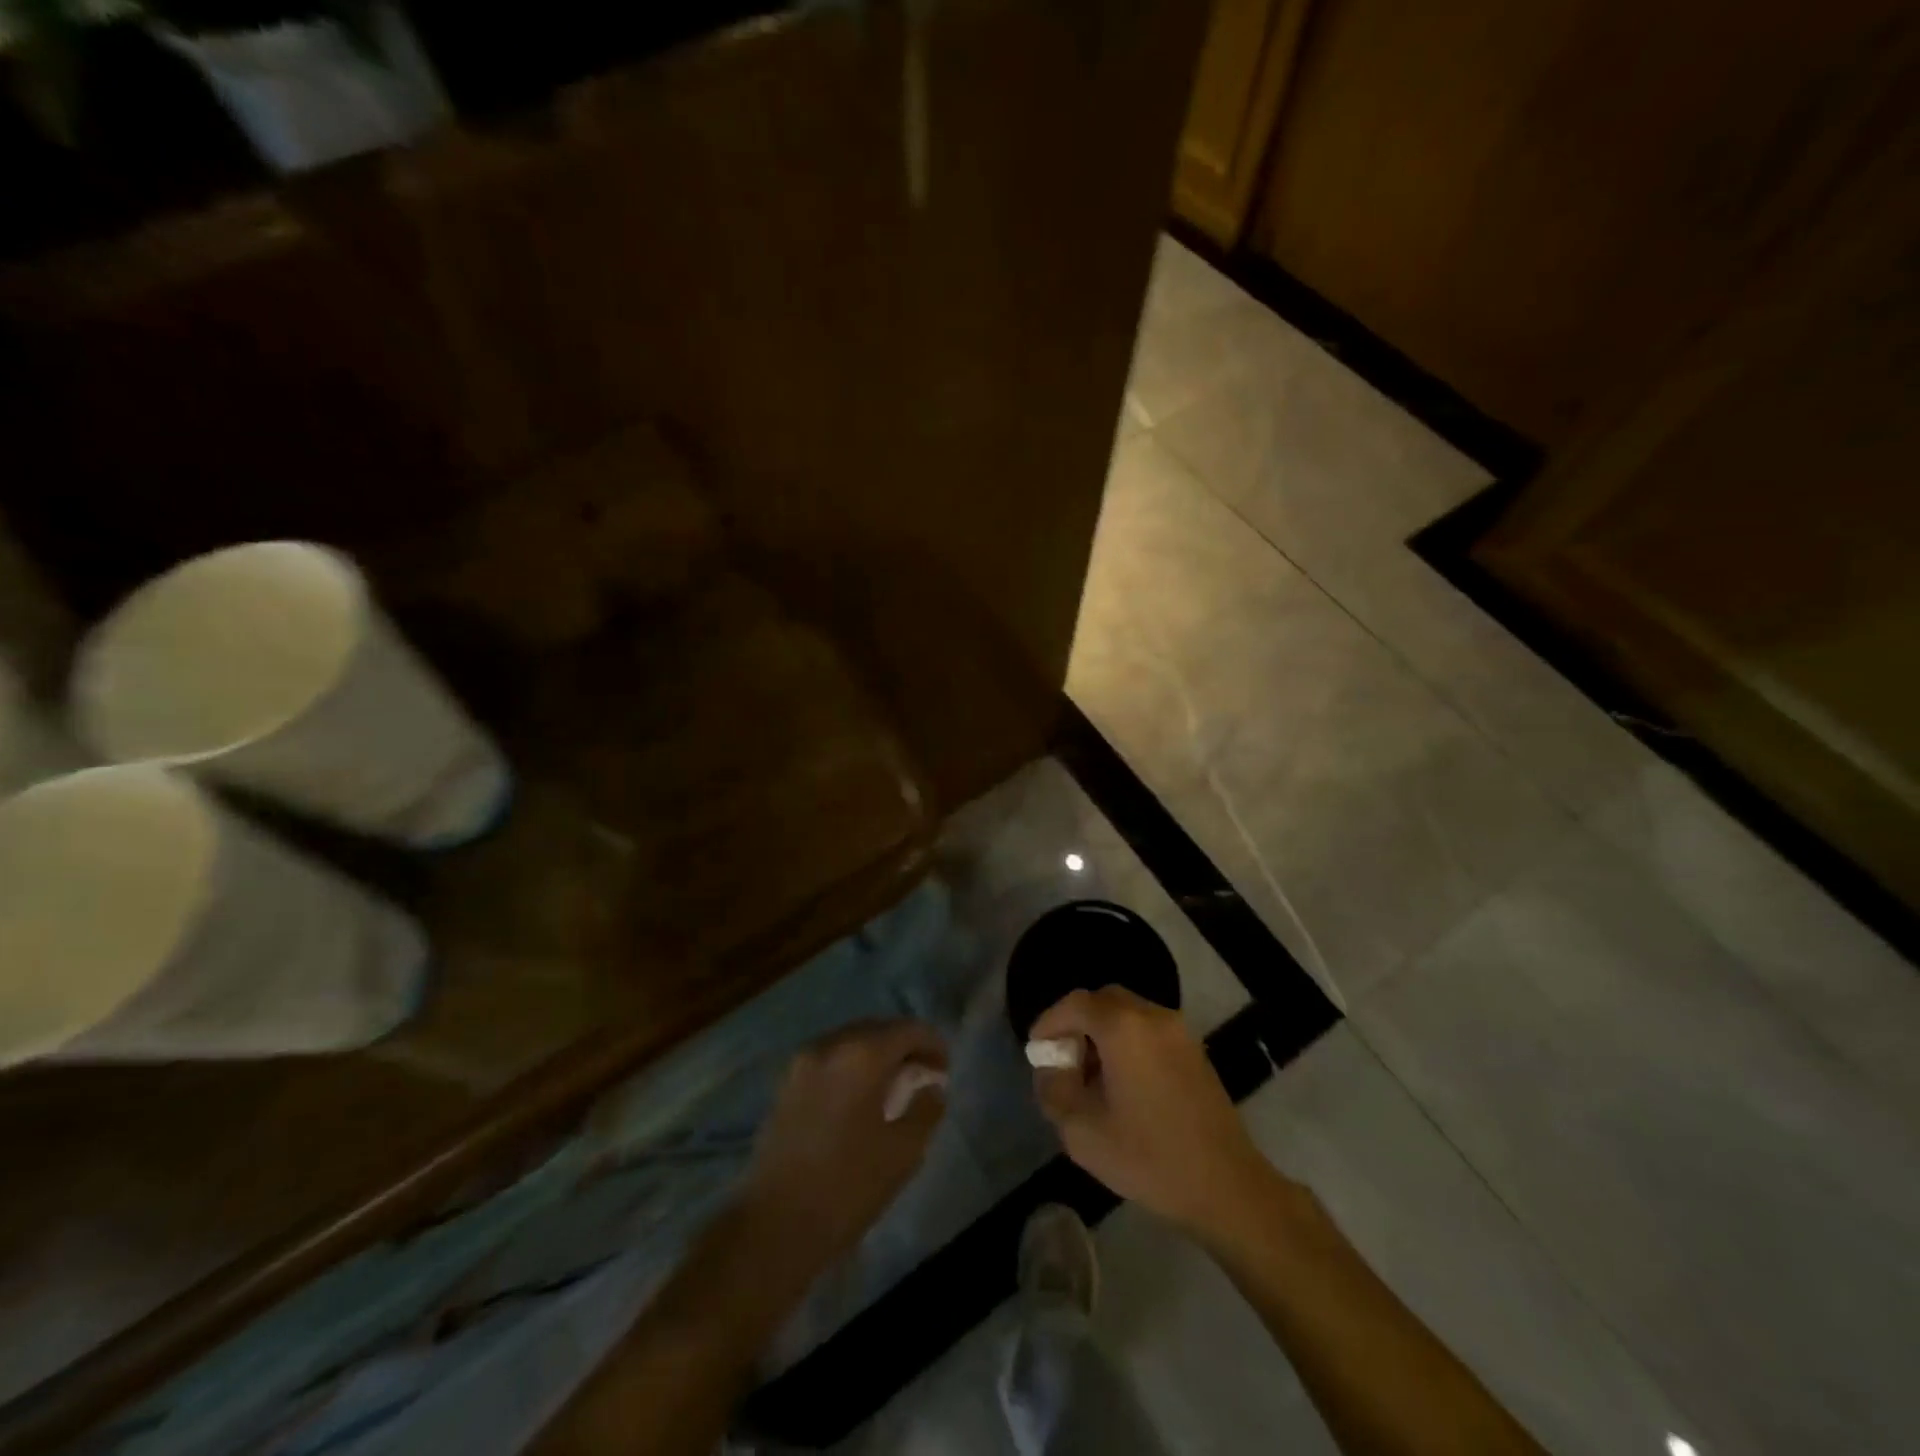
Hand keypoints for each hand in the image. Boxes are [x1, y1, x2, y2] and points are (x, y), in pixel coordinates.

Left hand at [740, 1019, 947, 1272]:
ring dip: (876, 1055)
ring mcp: (802, 1062)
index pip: (907, 1029)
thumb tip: (932, 1087)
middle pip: (877, 1029)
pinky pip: (829, 1059)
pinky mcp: (785, 1084)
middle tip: (923, 1074)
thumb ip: (925, 1109)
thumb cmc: (847, 1186)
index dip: (933, 1044)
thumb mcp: (902, 1152)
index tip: (945, 1070)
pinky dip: (851, 1066)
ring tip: (893, 1086)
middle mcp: (830, 1045)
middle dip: (904, 1046)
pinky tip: (860, 1098)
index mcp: (862, 1054)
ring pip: (850, 1042)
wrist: (773, 1226)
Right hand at [1032, 987, 1269, 1232]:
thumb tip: (1051, 1070)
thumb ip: (1054, 1091)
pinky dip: (1128, 1042)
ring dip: (1103, 1032)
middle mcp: (1152, 1016)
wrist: (1227, 1186)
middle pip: (1103, 1001)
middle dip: (1077, 1023)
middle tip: (1064, 1059)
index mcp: (1123, 1028)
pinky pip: (1149, 1030)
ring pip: (1128, 1014)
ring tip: (1091, 1075)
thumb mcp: (1082, 1132)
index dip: (1050, 1022)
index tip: (1037, 1050)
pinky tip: (1123, 1083)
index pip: (1075, 1004)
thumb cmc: (1149, 1157)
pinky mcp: (1195, 1051)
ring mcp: (1179, 1032)